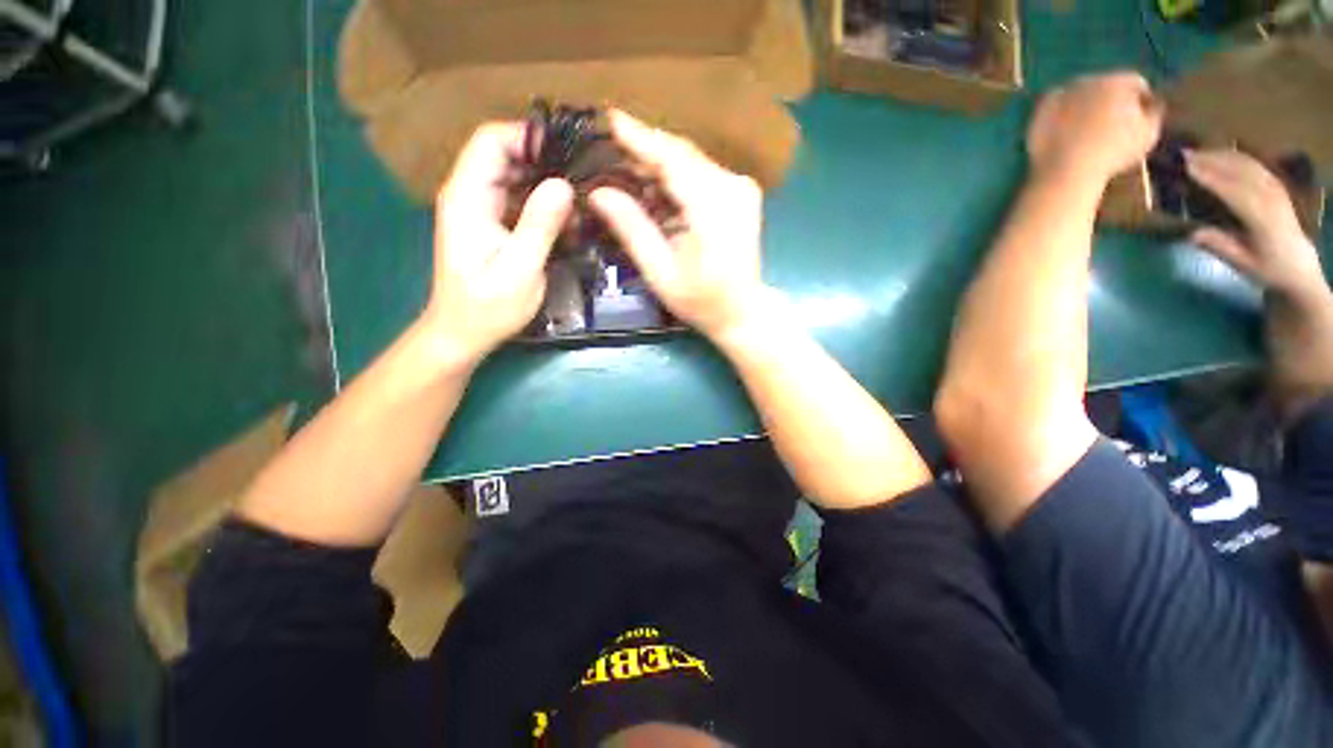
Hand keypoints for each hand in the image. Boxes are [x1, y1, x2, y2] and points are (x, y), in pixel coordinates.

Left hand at [423, 123, 574, 359]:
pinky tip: (565, 226)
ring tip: (579, 209)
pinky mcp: (489, 224)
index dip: (529, 138)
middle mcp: (469, 194)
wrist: (463, 332)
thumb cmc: (489, 306)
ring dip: (547, 189)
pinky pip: (517, 201)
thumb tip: (563, 185)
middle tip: (582, 186)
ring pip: (514, 178)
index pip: (491, 140)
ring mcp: (479, 209)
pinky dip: (542, 207)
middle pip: (505, 155)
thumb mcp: (521, 268)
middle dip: (545, 165)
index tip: (568, 155)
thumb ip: (540, 225)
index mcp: (467, 197)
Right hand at [588, 110, 769, 341]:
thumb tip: (599, 193)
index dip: (640, 138)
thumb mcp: (661, 273)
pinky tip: (658, 190)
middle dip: (646, 151)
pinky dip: (677, 179)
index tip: (611, 118)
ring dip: (660, 166)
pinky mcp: (742, 194)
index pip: (672, 159)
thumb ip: (633, 230)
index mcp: (713, 208)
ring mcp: (741, 189)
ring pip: (692, 162)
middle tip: (611, 150)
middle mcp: (732, 187)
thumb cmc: (702, 301)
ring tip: (628, 173)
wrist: (743, 312)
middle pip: (682, 155)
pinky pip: (702, 174)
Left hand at [1027, 71, 1163, 181]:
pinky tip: (1064, 130)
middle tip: (1109, 123)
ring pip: (1080, 94)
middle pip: (1106, 85)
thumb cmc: (1113, 153)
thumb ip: (1154, 113)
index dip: (1139, 99)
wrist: (1067, 167)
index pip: (1135, 83)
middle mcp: (1091, 79)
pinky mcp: (1042, 110)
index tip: (1138, 115)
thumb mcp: (1148, 134)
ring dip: (1085, 105)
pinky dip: (1061, 114)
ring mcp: (1064, 93)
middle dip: (1110, 100)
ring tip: (1086, 128)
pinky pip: (1055, 107)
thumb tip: (1154, 104)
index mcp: (1120, 82)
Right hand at [1186, 149, 1327, 301]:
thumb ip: (1219, 246)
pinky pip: (1256, 167)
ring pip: (1249, 165)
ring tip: (1199, 151)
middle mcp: (1271, 199)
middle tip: (1185, 154)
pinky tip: (1223, 156)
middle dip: (1214, 161)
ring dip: (1223, 155)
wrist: (1299, 268)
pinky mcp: (1277, 188)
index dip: (1211, 177)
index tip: (1187, 168)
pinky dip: (1238, 158)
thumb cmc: (1266, 268)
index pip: (1233, 191)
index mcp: (1262, 218)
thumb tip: (1192, 233)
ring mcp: (1277, 190)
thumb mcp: (1242, 263)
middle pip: (1241, 172)